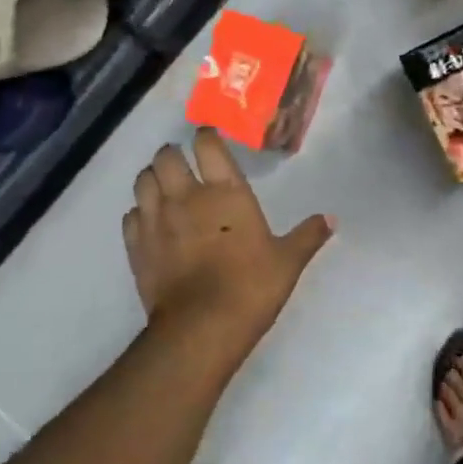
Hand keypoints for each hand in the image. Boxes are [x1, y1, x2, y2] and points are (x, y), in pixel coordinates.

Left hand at [123, 129, 333, 351]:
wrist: (202, 327)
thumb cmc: (251, 287)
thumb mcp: (288, 261)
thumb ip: (308, 236)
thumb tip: (331, 219)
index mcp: (226, 192)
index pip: (208, 145)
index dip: (206, 136)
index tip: (209, 139)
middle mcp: (186, 196)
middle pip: (166, 157)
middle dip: (173, 154)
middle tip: (183, 163)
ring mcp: (156, 220)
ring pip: (143, 180)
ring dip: (152, 178)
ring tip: (163, 186)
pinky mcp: (136, 246)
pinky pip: (130, 216)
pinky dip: (138, 213)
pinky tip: (149, 222)